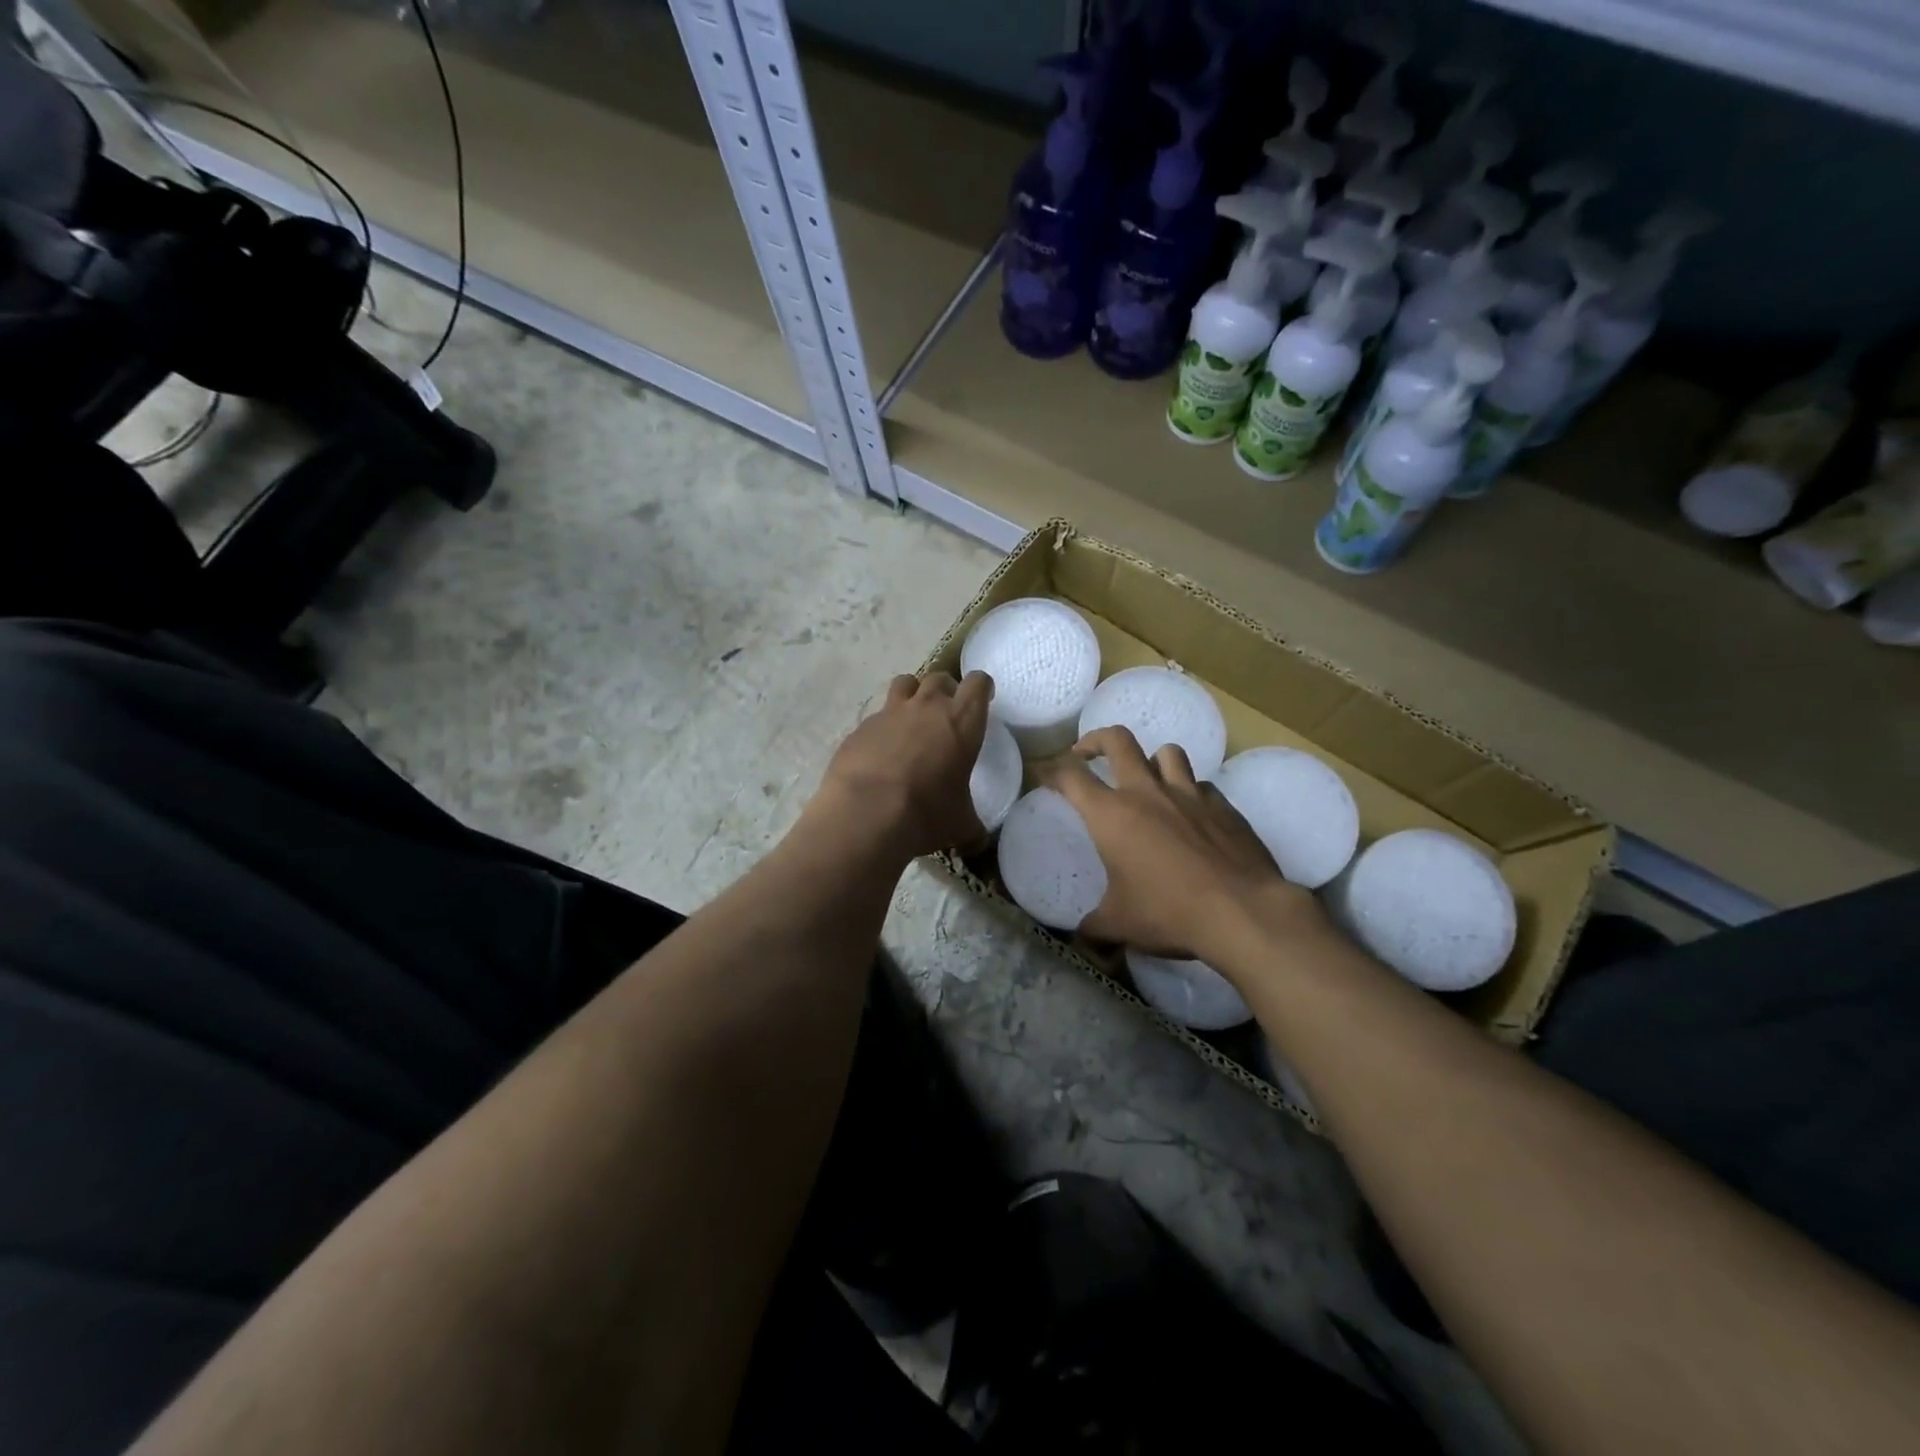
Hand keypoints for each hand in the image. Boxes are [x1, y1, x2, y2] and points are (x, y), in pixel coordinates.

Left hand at [811, 671, 993, 859]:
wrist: (866, 813)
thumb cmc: (926, 813)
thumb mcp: (960, 824)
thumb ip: (972, 826)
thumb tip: (978, 840)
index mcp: (962, 721)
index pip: (978, 683)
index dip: (981, 688)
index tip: (982, 697)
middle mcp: (927, 707)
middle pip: (939, 677)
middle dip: (945, 689)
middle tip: (945, 712)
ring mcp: (889, 713)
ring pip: (905, 683)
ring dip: (912, 695)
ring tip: (911, 719)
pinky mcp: (860, 727)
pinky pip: (876, 716)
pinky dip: (881, 726)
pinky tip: (880, 751)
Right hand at [1035, 727, 1316, 959]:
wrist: (1242, 912)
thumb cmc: (1169, 913)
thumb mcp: (1119, 925)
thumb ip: (1094, 927)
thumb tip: (1083, 937)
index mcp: (1111, 815)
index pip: (1070, 776)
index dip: (1051, 770)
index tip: (1043, 773)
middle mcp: (1147, 793)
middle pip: (1118, 741)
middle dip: (1096, 740)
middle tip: (1087, 754)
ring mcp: (1189, 794)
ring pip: (1167, 752)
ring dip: (1151, 760)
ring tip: (1147, 780)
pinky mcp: (1223, 806)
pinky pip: (1201, 785)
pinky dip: (1190, 791)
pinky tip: (1191, 815)